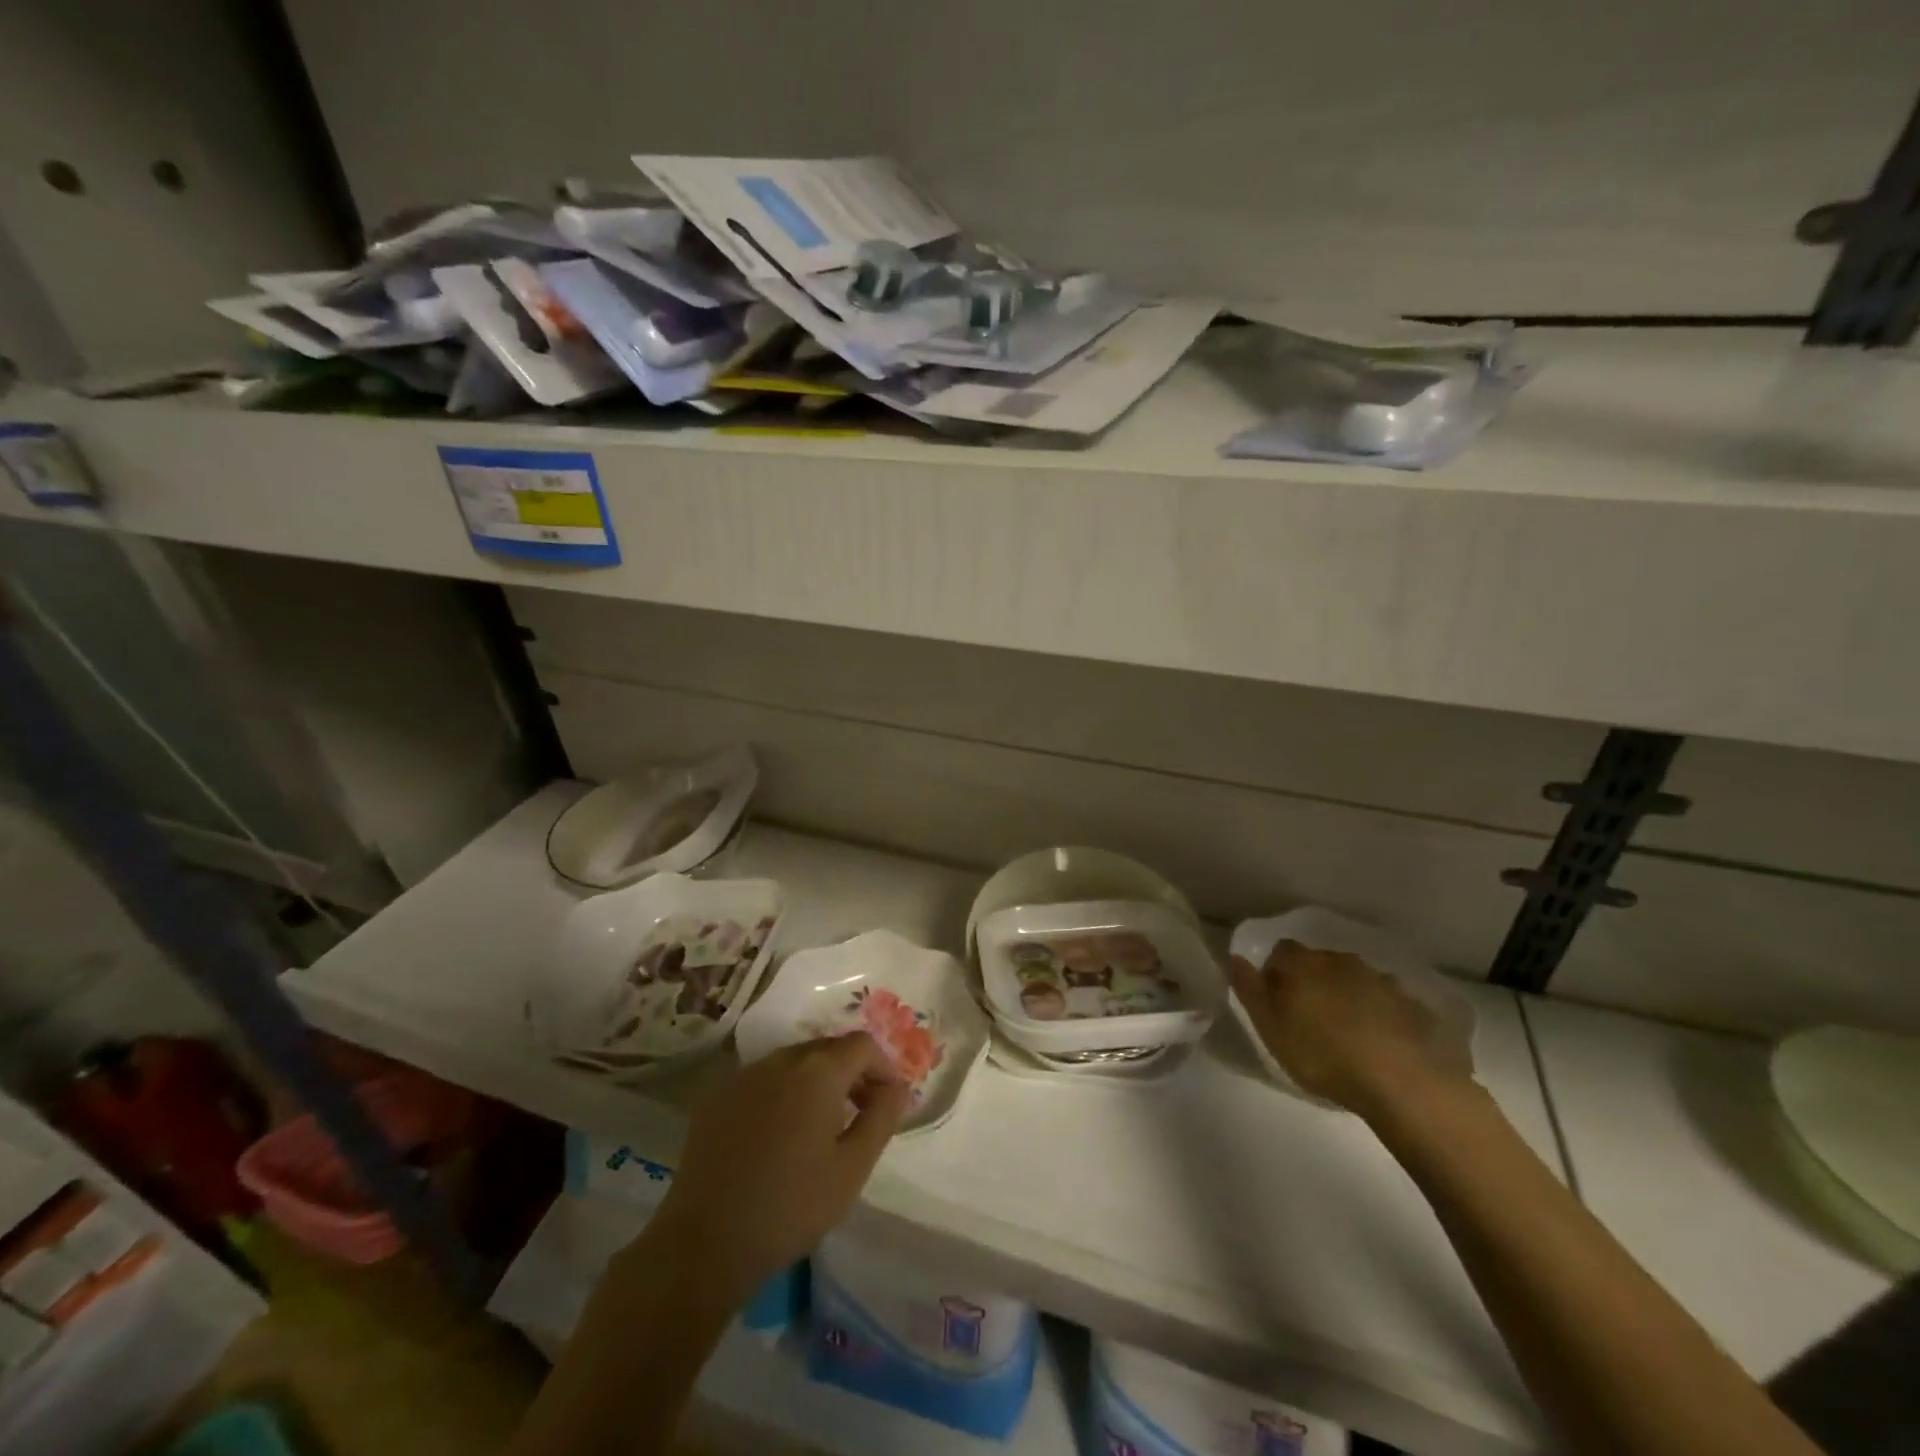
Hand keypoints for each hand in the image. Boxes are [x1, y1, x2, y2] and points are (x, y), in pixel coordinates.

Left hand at [650, 1033, 910, 1300]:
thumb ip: (882, 1117)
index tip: (887, 1103)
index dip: (883, 1067)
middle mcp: (780, 1058)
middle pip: (827, 1048)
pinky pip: (761, 1081)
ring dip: (815, 1083)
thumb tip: (898, 1086)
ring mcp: (743, 1075)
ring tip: (819, 1128)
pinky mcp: (716, 1097)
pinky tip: (777, 1137)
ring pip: (793, 1063)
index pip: (862, 1045)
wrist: (705, 1243)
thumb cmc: (791, 1206)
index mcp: (818, 1070)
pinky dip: (780, 1094)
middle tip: (859, 1115)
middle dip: (851, 1074)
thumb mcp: (853, 1167)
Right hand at [1229, 940, 1468, 1118]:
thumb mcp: (1270, 1028)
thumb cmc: (1323, 1055)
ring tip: (1349, 1034)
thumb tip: (1236, 958)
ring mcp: (1382, 980)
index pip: (1281, 952)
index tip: (1277, 1003)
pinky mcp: (1414, 1005)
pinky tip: (1383, 1043)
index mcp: (1303, 964)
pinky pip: (1389, 1003)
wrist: (1404, 1082)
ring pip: (1356, 980)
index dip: (1276, 973)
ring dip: (1349, 997)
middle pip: (1320, 963)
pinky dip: (1382, 1015)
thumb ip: (1249, 990)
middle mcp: (1341, 961)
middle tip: (1311, 1020)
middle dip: (1314, 983)